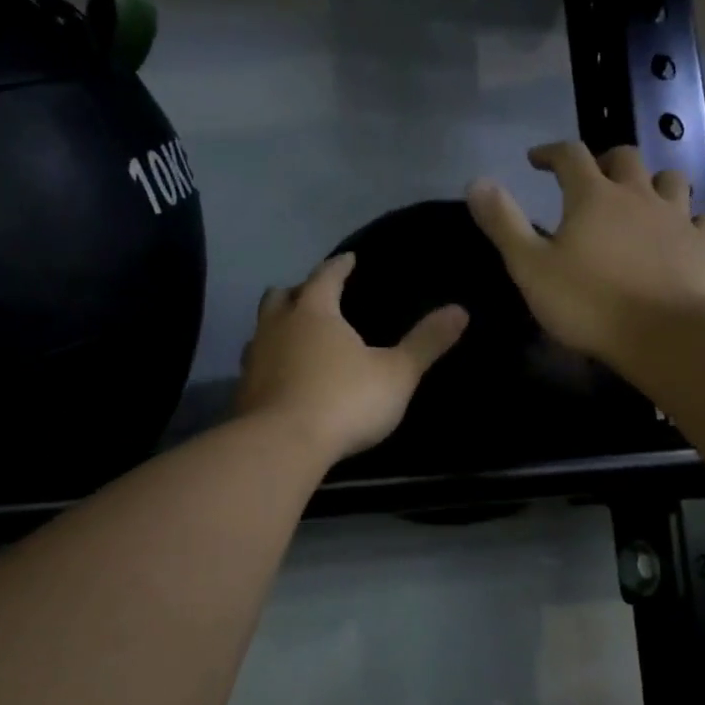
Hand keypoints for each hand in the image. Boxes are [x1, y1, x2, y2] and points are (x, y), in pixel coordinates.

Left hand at [234, 253, 468, 464]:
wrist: (283, 446)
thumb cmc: (345, 400)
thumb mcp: (397, 373)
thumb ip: (426, 342)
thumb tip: (461, 310)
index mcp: (314, 312)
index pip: (326, 276)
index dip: (339, 266)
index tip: (349, 259)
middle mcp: (277, 327)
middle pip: (281, 297)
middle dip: (298, 291)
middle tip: (314, 296)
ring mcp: (254, 360)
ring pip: (262, 331)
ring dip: (277, 328)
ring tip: (294, 337)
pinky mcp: (243, 393)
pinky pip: (255, 367)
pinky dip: (269, 365)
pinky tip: (281, 379)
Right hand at [467, 142, 704, 362]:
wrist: (667, 336)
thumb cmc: (590, 304)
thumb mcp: (530, 268)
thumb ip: (503, 223)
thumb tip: (476, 181)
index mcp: (593, 197)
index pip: (570, 155)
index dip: (551, 152)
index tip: (536, 159)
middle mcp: (639, 195)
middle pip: (625, 157)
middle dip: (605, 160)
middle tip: (592, 178)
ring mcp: (679, 217)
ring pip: (670, 180)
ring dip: (653, 183)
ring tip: (642, 200)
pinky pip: (704, 218)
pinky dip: (691, 220)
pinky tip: (686, 233)